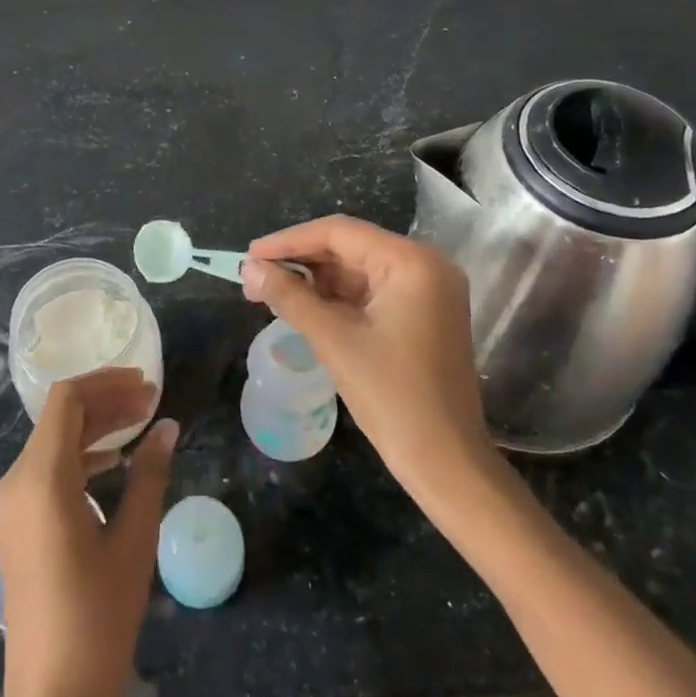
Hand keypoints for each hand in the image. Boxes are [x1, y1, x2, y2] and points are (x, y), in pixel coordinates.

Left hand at [0, 369, 176, 696]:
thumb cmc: (97, 618)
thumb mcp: (133, 541)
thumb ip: (149, 475)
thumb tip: (168, 427)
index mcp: (41, 479)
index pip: (67, 401)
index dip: (107, 383)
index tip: (147, 385)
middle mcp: (16, 482)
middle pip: (60, 417)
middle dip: (106, 402)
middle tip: (152, 401)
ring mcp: (10, 505)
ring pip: (53, 441)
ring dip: (95, 427)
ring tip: (140, 423)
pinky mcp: (15, 524)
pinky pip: (46, 470)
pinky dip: (80, 455)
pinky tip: (114, 461)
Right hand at [243, 216, 486, 492]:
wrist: (446, 463)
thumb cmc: (392, 397)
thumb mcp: (334, 341)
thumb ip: (289, 297)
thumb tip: (249, 268)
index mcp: (412, 262)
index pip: (340, 233)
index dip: (290, 240)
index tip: (250, 254)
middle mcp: (424, 266)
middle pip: (349, 248)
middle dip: (300, 262)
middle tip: (254, 277)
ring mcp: (426, 291)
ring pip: (356, 271)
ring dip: (314, 281)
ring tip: (268, 292)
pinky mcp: (421, 315)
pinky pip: (369, 293)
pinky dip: (335, 299)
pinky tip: (301, 307)